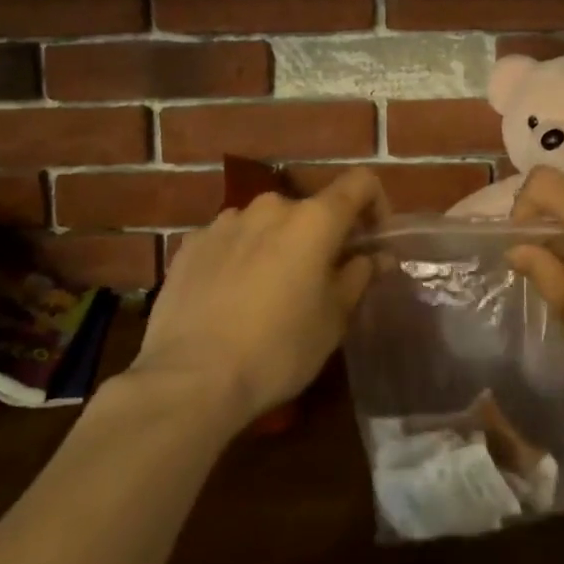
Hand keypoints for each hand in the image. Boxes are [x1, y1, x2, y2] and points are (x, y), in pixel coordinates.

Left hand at [126, 168, 384, 429]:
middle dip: (320, 237)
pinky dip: (240, 258)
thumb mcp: (333, 320)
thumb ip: (358, 277)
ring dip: (277, 245)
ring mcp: (226, 222)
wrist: (188, 381)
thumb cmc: (277, 349)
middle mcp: (271, 206)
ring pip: (267, 224)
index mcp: (314, 219)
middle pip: (310, 209)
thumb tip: (375, 256)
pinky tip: (230, 299)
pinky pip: (229, 241)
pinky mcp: (191, 244)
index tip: (372, 239)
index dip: (375, 203)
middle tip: (318, 281)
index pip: (360, 182)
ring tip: (268, 293)